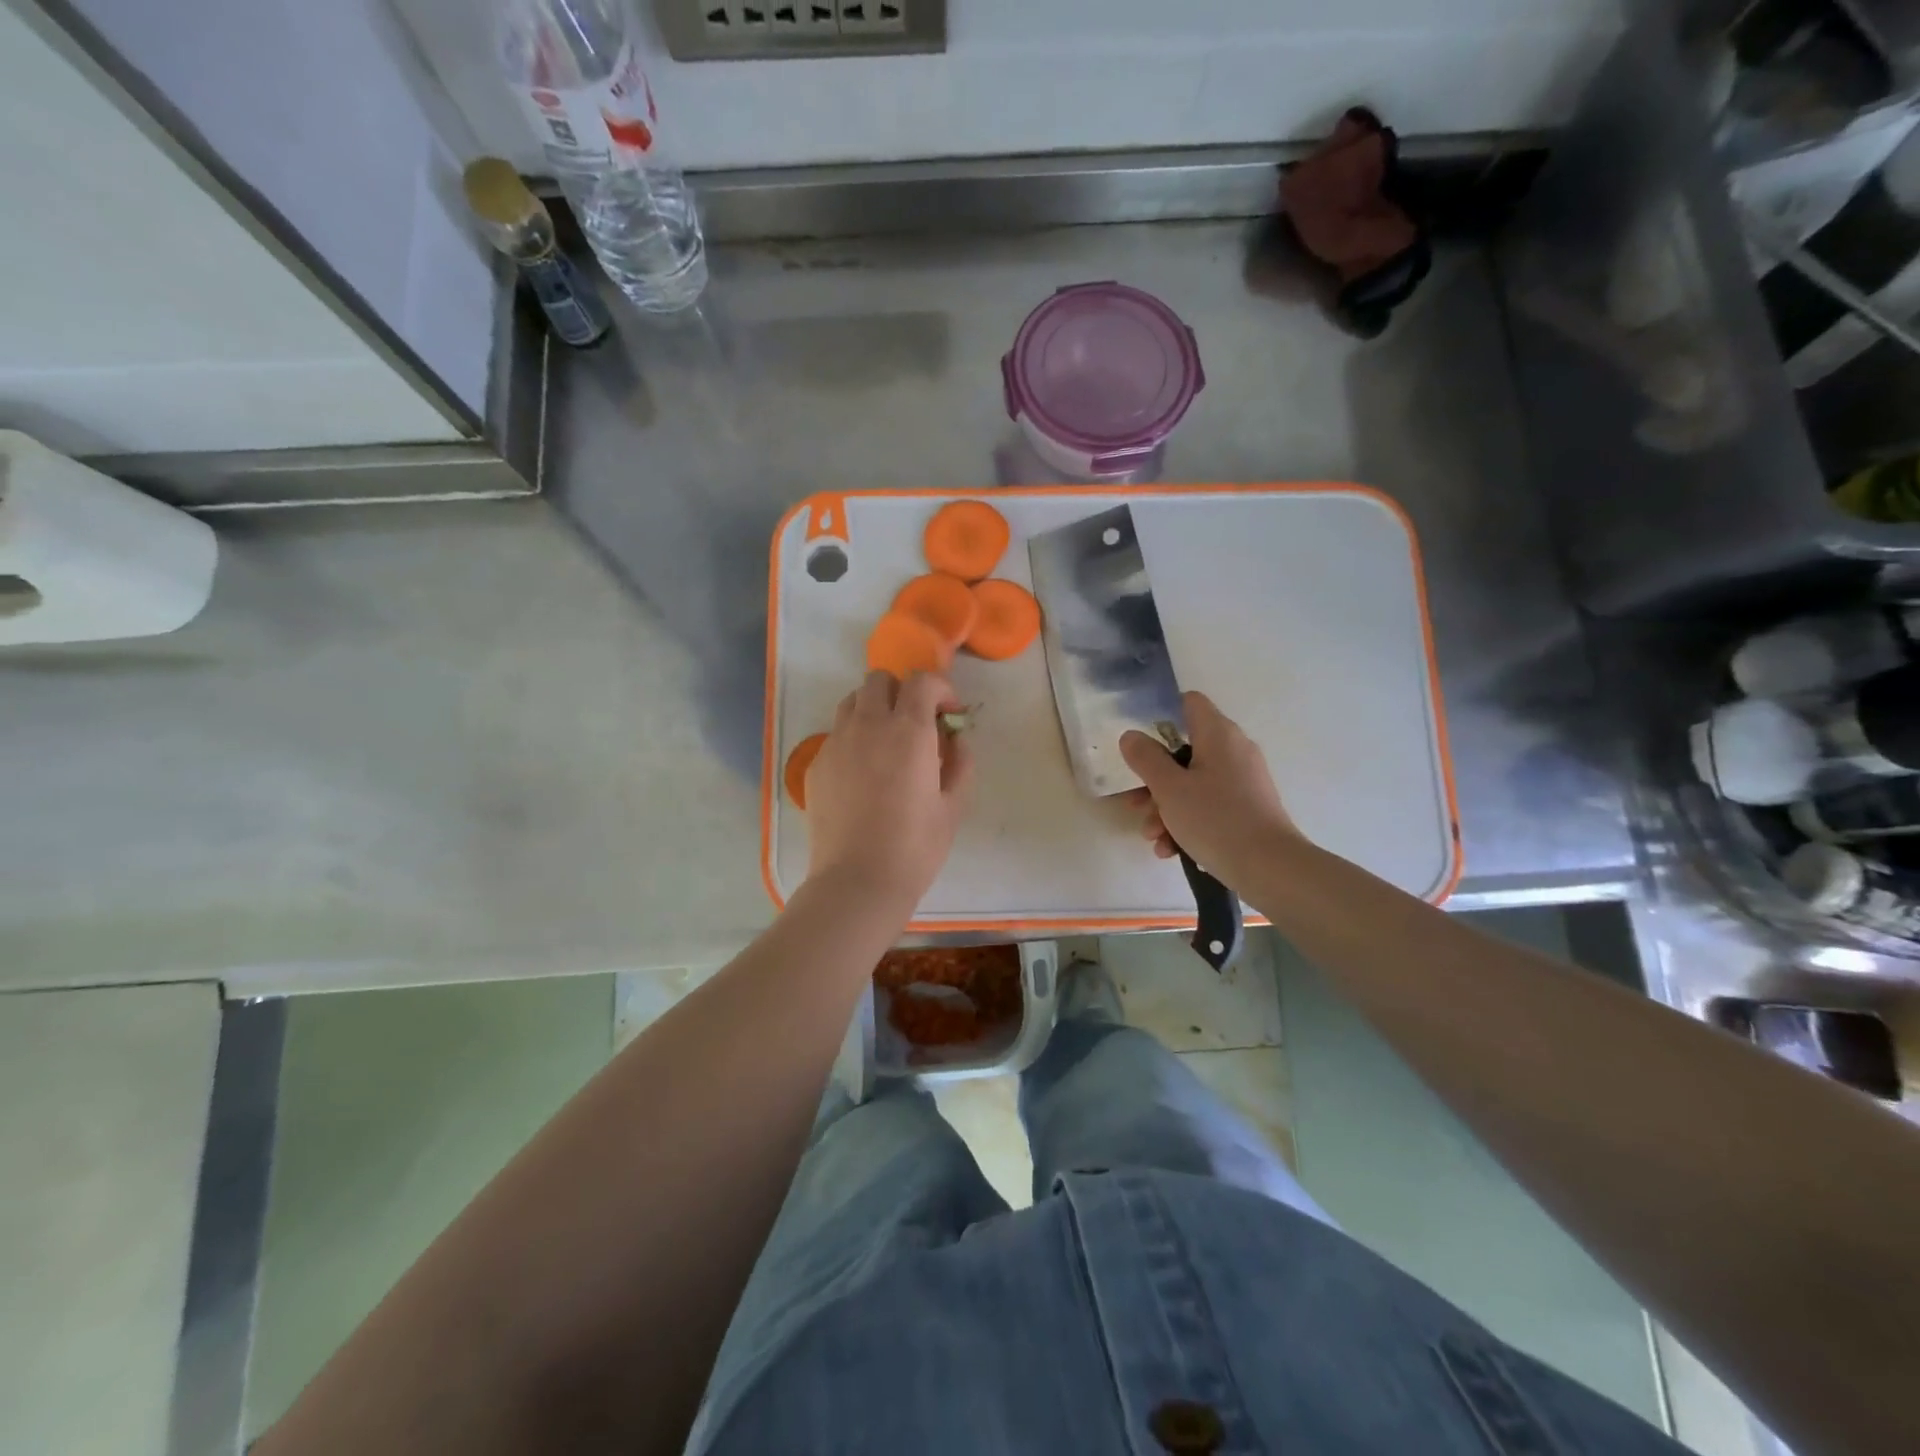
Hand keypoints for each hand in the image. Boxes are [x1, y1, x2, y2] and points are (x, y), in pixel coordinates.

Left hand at [804, 671, 972, 904]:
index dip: (939, 689)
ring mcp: (836, 743)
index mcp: (909, 732)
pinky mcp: (816, 764)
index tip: (948, 714)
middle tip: (915, 725)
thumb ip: (961, 763)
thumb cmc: (915, 847)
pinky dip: (853, 738)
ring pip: (852, 701)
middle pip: (879, 680)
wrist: (857, 881)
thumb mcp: (953, 806)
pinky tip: (863, 774)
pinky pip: (836, 734)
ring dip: (873, 709)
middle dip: (901, 692)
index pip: (921, 681)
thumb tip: (956, 740)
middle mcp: (869, 725)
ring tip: (886, 743)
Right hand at [1118, 691, 1301, 890]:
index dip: (1162, 715)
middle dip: (1155, 780)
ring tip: (1153, 837)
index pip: (1189, 703)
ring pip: (1193, 784)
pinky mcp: (1248, 809)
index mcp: (1218, 734)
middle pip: (1184, 751)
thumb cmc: (1215, 819)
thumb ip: (1146, 758)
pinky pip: (1209, 806)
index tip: (1140, 742)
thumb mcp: (1169, 788)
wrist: (1270, 868)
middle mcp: (1234, 751)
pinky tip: (1171, 850)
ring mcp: (1244, 781)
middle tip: (1135, 803)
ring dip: (1166, 808)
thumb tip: (1131, 735)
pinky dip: (1187, 823)